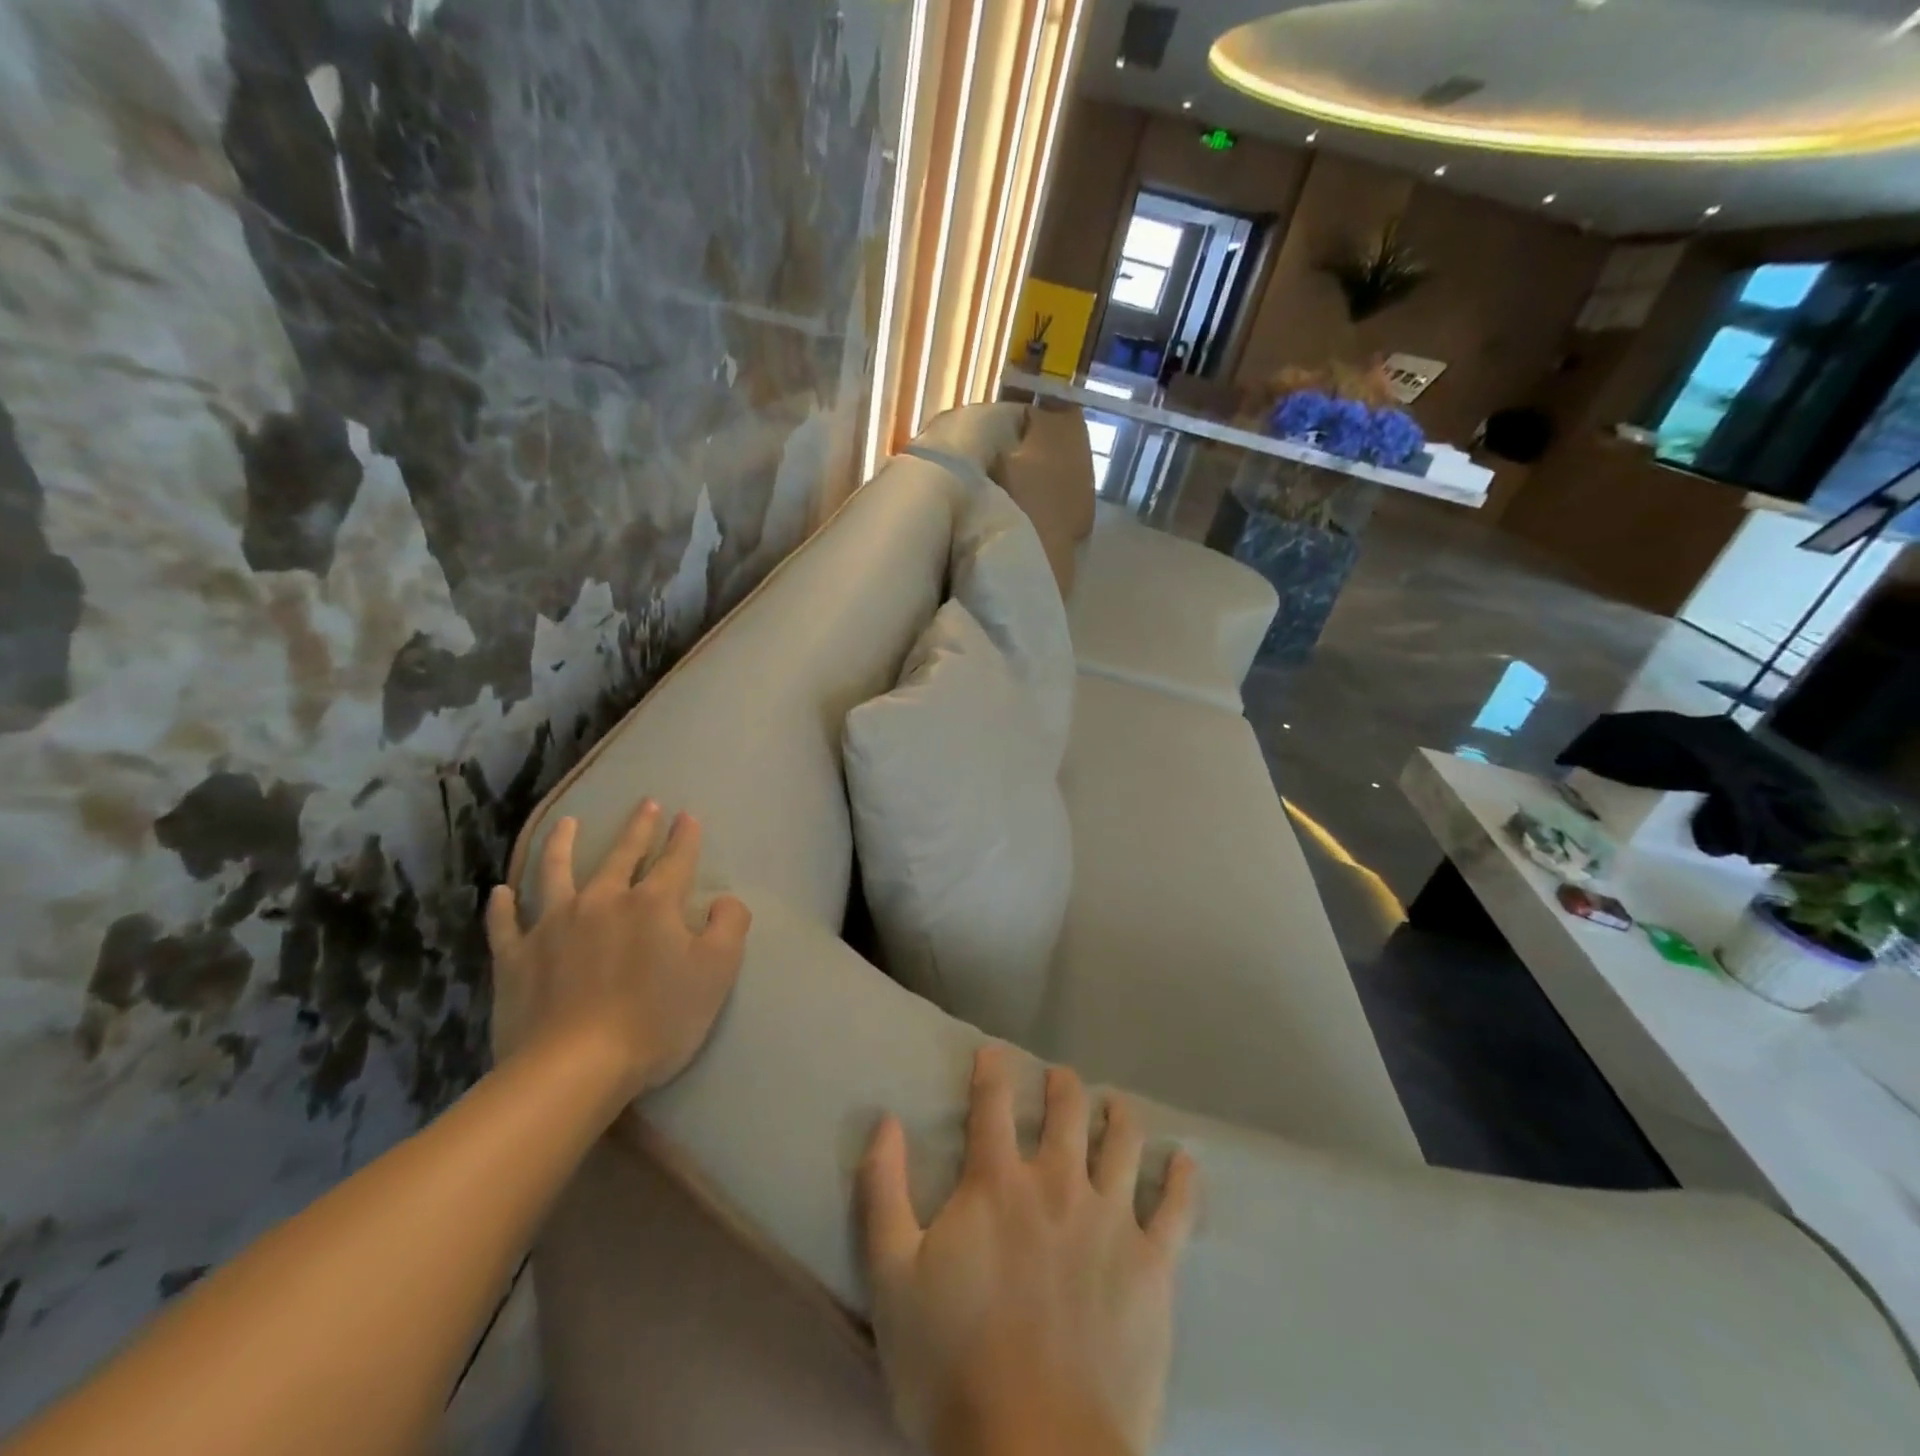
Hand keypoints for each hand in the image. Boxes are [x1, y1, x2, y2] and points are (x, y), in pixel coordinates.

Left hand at [486, 801, 750, 1101]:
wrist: (575, 1068)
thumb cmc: (657, 1019)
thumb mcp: (717, 972)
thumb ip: (729, 925)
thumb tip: (724, 900)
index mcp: (652, 903)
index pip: (676, 859)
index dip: (685, 836)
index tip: (687, 815)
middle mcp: (603, 900)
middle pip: (622, 855)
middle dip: (639, 827)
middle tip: (646, 803)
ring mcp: (553, 926)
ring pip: (556, 873)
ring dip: (561, 844)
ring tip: (565, 823)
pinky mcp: (517, 958)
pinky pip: (506, 924)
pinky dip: (503, 906)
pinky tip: (501, 892)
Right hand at [859, 1047, 1197, 1455]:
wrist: (1037, 1453)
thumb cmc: (952, 1365)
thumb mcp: (892, 1278)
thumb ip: (884, 1192)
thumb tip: (885, 1121)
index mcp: (997, 1184)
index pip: (992, 1105)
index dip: (992, 1070)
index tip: (993, 1051)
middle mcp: (1057, 1184)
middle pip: (1065, 1112)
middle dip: (1062, 1085)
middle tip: (1060, 1076)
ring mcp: (1111, 1221)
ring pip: (1122, 1144)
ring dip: (1118, 1115)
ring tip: (1115, 1104)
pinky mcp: (1152, 1266)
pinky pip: (1176, 1210)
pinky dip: (1182, 1180)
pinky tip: (1186, 1161)